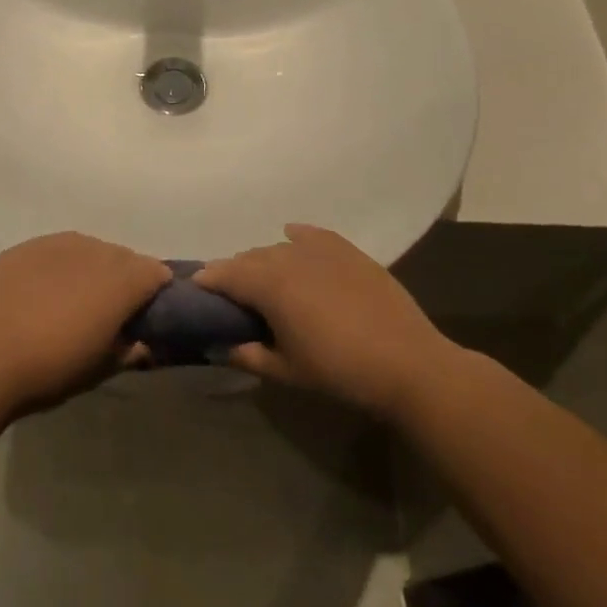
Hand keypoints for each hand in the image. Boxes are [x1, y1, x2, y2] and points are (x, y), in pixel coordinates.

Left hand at [0, 232, 170, 414]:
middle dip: (123, 279)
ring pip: (88, 249)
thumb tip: (142, 342)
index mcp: (122, 280)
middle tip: (109, 310)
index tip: (146, 313)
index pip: (155, 272)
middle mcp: (95, 250)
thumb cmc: (51, 369)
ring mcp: (57, 243)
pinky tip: (41, 292)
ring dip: (90, 269)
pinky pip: (54, 250)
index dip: (156, 292)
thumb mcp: (100, 369)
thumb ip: (129, 349)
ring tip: (73, 299)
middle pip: (122, 257)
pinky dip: (57, 266)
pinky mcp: (25, 246)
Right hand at [194, 225, 447, 419]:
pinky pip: (312, 235)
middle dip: (236, 273)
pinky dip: (297, 237)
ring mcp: (321, 250)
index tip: (197, 290)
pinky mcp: (348, 250)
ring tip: (266, 281)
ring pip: (278, 248)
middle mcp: (289, 257)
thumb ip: (248, 355)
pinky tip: (292, 238)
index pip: (225, 274)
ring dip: (265, 261)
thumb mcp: (287, 371)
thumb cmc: (340, 371)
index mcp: (270, 285)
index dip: (208, 280)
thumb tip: (221, 346)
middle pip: (250, 258)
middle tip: (233, 297)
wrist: (408, 363)